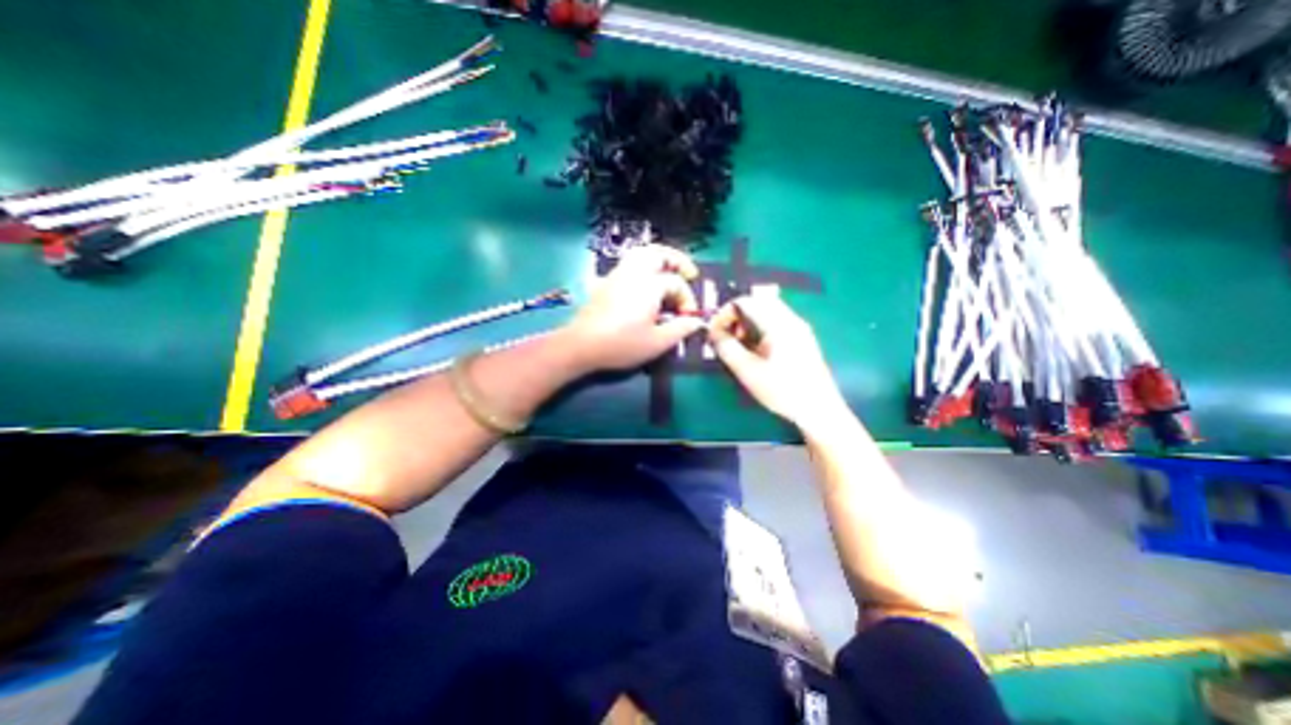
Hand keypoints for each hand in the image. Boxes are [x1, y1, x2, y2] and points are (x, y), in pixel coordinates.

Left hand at [562, 246, 704, 374]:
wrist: (582, 345)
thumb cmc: (621, 344)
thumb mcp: (657, 342)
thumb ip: (681, 329)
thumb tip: (697, 321)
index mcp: (649, 285)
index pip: (676, 284)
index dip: (688, 299)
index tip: (689, 318)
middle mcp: (634, 273)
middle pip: (658, 253)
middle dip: (677, 260)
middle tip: (690, 274)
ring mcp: (617, 275)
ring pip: (641, 254)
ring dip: (659, 259)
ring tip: (669, 273)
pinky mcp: (606, 282)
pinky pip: (628, 264)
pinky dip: (643, 266)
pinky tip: (644, 283)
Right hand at [704, 294, 849, 426]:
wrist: (819, 410)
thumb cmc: (783, 391)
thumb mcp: (748, 371)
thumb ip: (727, 348)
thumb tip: (713, 333)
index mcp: (779, 324)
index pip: (745, 301)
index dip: (724, 313)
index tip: (714, 333)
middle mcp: (790, 319)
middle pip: (756, 302)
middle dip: (735, 317)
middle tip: (726, 338)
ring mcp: (798, 328)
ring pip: (766, 311)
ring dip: (747, 323)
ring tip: (739, 346)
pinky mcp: (801, 338)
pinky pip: (775, 322)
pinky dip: (759, 329)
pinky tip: (756, 352)